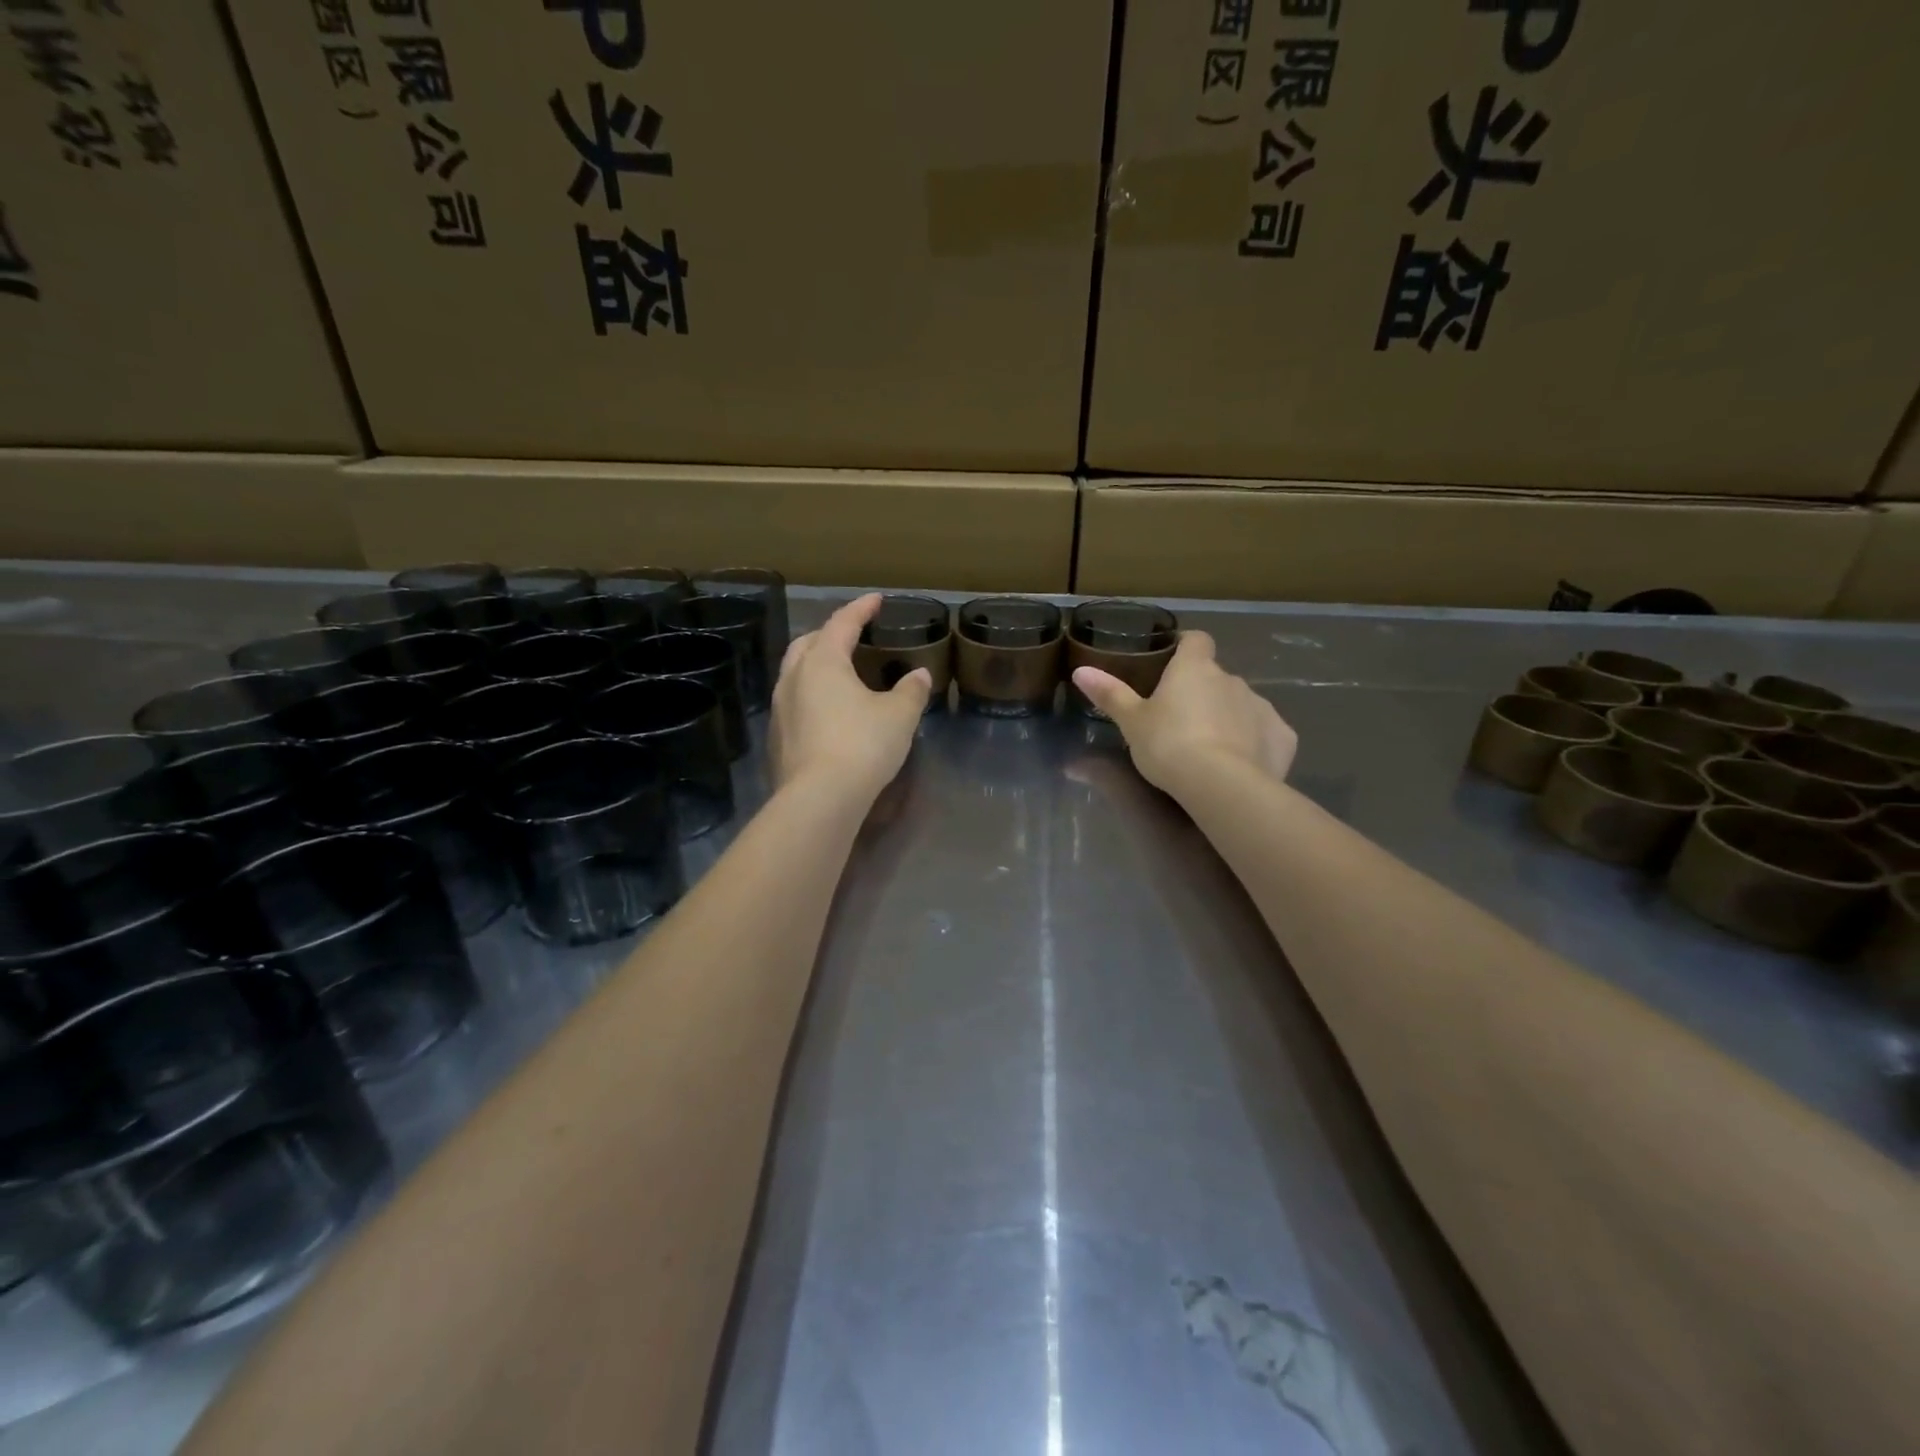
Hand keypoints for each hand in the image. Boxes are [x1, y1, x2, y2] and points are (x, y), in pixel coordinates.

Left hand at [770, 593, 930, 799]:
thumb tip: (920, 675)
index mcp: (823, 662)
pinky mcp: (776, 738)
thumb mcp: (899, 716)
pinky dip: (810, 696)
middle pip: (807, 643)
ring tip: (838, 673)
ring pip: (795, 673)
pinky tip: (827, 712)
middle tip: (850, 636)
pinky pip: (793, 703)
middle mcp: (793, 678)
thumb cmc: (862, 745)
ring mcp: (779, 709)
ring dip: (815, 665)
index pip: (842, 623)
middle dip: (829, 634)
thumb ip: (911, 691)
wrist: (819, 799)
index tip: (876, 600)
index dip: (861, 609)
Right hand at [1072, 631, 1295, 793]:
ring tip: (1211, 747)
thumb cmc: (1168, 745)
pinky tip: (1243, 764)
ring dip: (1229, 717)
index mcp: (1195, 669)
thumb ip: (1109, 694)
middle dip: (1203, 693)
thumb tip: (1081, 670)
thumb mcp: (1132, 722)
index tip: (1173, 660)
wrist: (1220, 785)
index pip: (1196, 640)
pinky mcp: (1282, 737)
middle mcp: (1232, 680)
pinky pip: (1266, 733)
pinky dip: (1256, 742)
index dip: (1185, 646)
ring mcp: (1261, 707)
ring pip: (1242, 704)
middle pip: (1216, 677)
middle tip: (1181, 720)